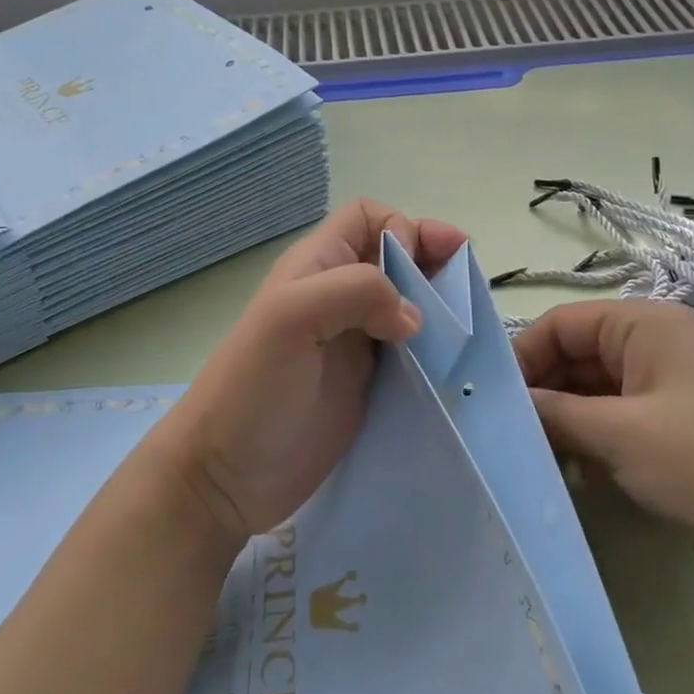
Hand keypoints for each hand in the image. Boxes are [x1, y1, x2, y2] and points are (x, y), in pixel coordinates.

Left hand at [163, 199, 468, 544]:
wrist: (226, 476)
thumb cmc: (252, 388)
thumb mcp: (291, 318)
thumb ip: (354, 292)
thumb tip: (413, 315)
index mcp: (317, 269)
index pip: (367, 217)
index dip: (400, 227)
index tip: (419, 266)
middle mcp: (338, 297)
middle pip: (397, 256)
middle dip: (433, 260)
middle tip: (465, 286)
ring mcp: (354, 342)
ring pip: (409, 302)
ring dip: (440, 304)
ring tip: (467, 324)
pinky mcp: (368, 383)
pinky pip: (412, 351)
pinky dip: (437, 348)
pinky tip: (454, 362)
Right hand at [515, 299, 693, 612]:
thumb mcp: (618, 433)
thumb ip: (553, 413)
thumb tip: (497, 406)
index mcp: (646, 325)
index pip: (562, 324)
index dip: (523, 356)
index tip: (488, 400)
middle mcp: (655, 349)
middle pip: (576, 358)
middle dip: (541, 393)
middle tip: (503, 434)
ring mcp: (666, 394)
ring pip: (592, 395)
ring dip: (562, 423)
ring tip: (531, 458)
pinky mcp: (673, 436)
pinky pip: (614, 427)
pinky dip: (589, 445)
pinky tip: (571, 477)